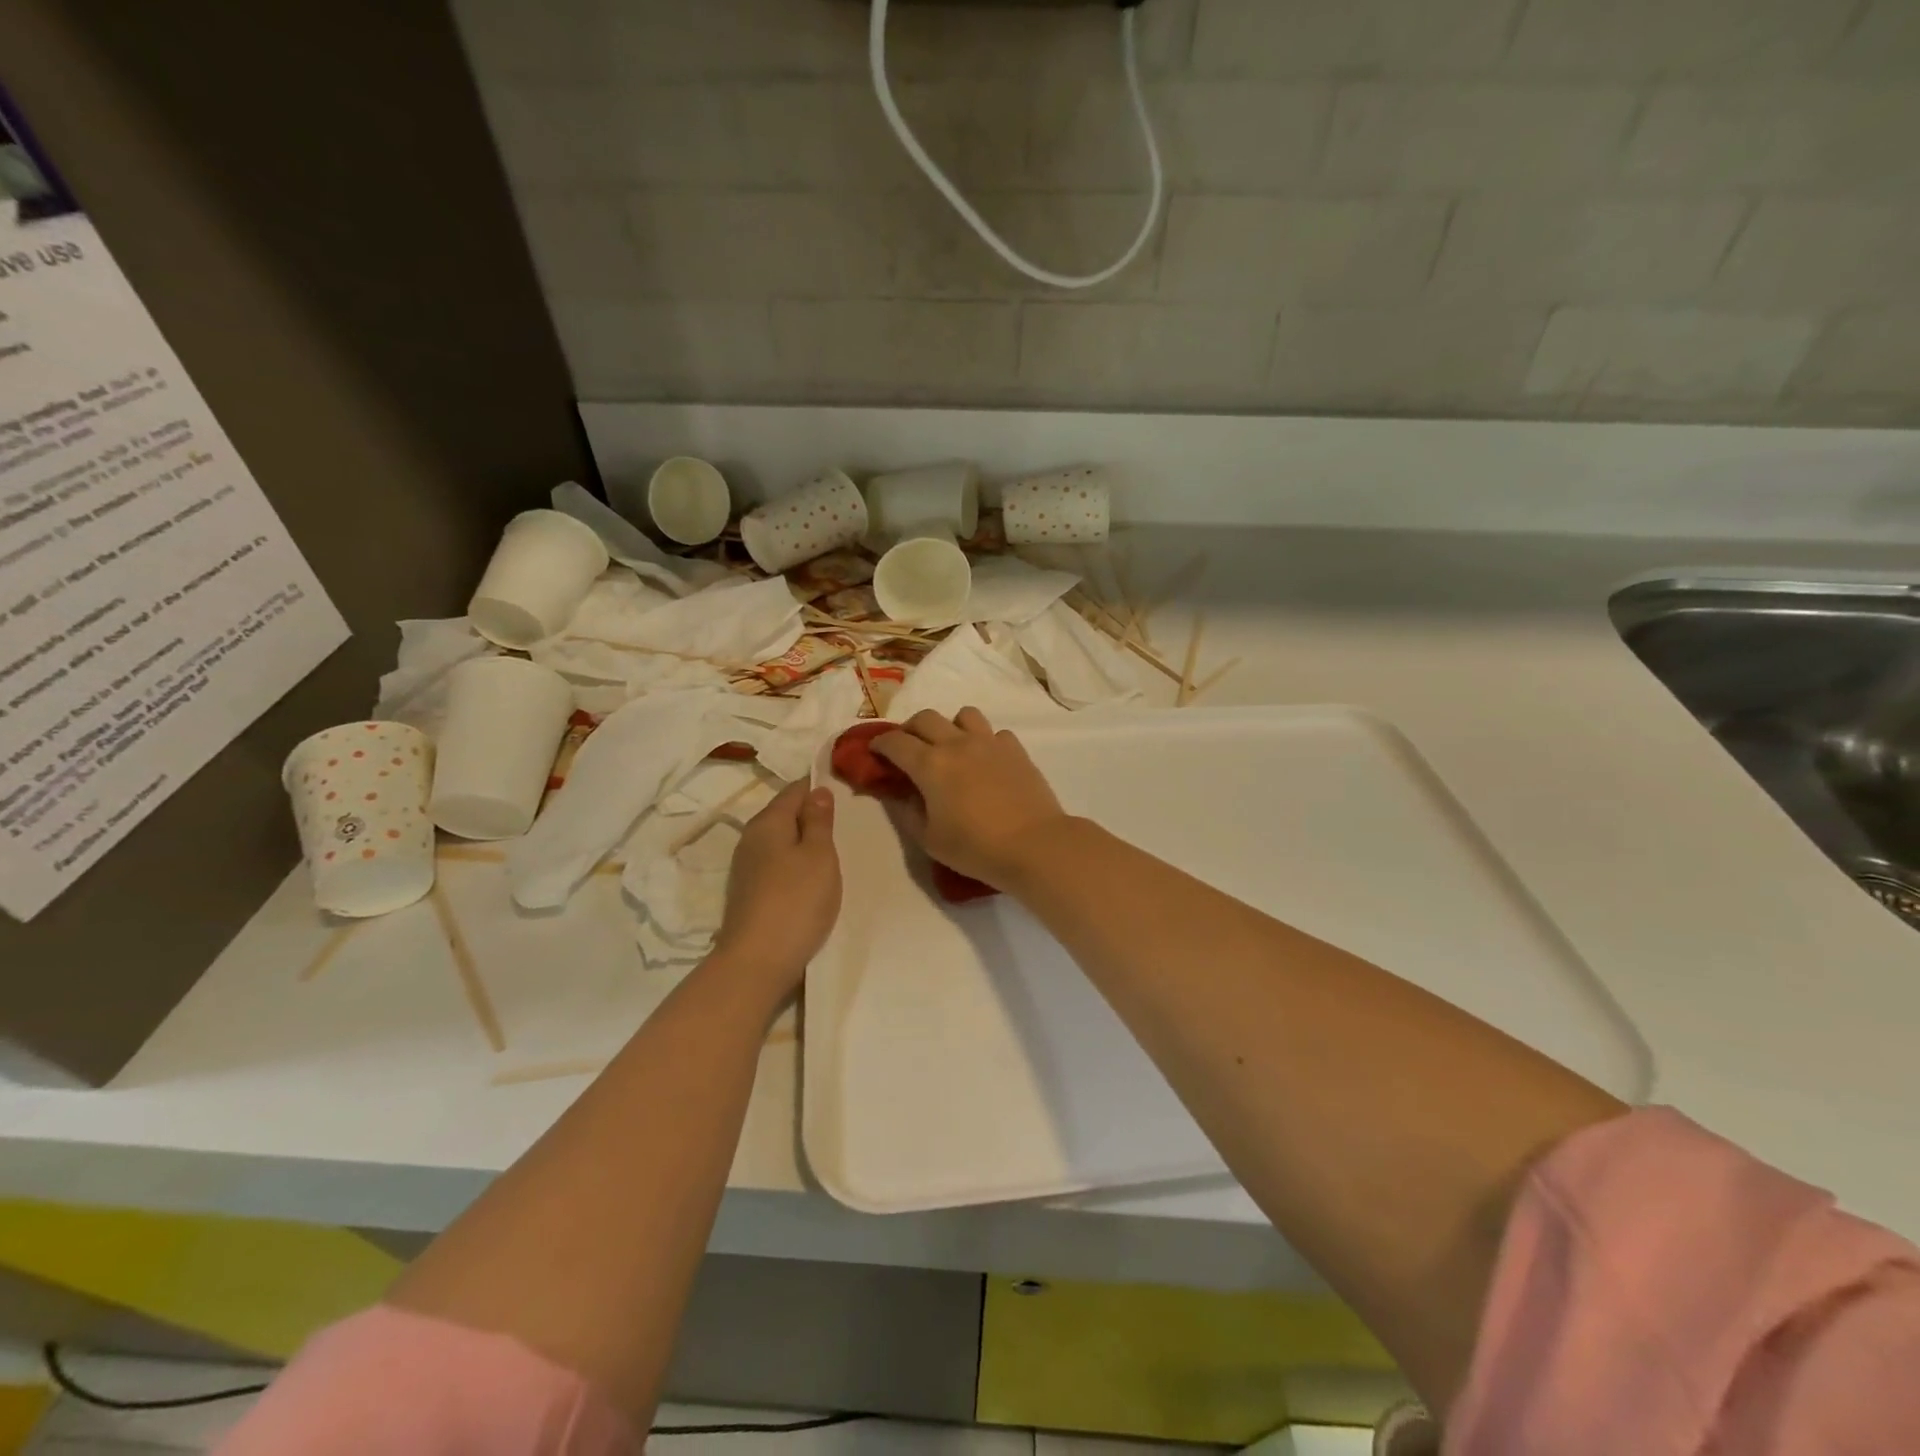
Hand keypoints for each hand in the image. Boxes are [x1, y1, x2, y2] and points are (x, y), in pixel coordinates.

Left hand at [713, 783, 841, 992]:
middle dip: (811, 814)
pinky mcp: (749, 892)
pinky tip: (811, 877)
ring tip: (832, 849)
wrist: (758, 961)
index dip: (818, 787)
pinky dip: (795, 863)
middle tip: (845, 822)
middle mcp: (751, 838)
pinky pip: (777, 864)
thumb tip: (817, 790)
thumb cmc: (796, 900)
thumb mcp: (819, 855)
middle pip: (785, 815)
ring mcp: (747, 867)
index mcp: (768, 822)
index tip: (845, 790)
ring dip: (803, 842)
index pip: (795, 790)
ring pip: (781, 841)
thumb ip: (819, 820)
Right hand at [871, 708, 1071, 889]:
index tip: (875, 752)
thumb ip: (907, 812)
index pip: (895, 742)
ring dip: (950, 726)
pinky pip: (995, 733)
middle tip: (908, 749)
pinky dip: (985, 741)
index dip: (880, 744)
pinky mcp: (1015, 749)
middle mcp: (957, 744)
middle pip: (925, 718)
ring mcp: (989, 742)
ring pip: (963, 715)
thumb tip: (898, 794)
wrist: (1034, 845)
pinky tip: (986, 761)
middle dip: (910, 729)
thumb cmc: (975, 848)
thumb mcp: (929, 839)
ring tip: (950, 748)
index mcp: (930, 764)